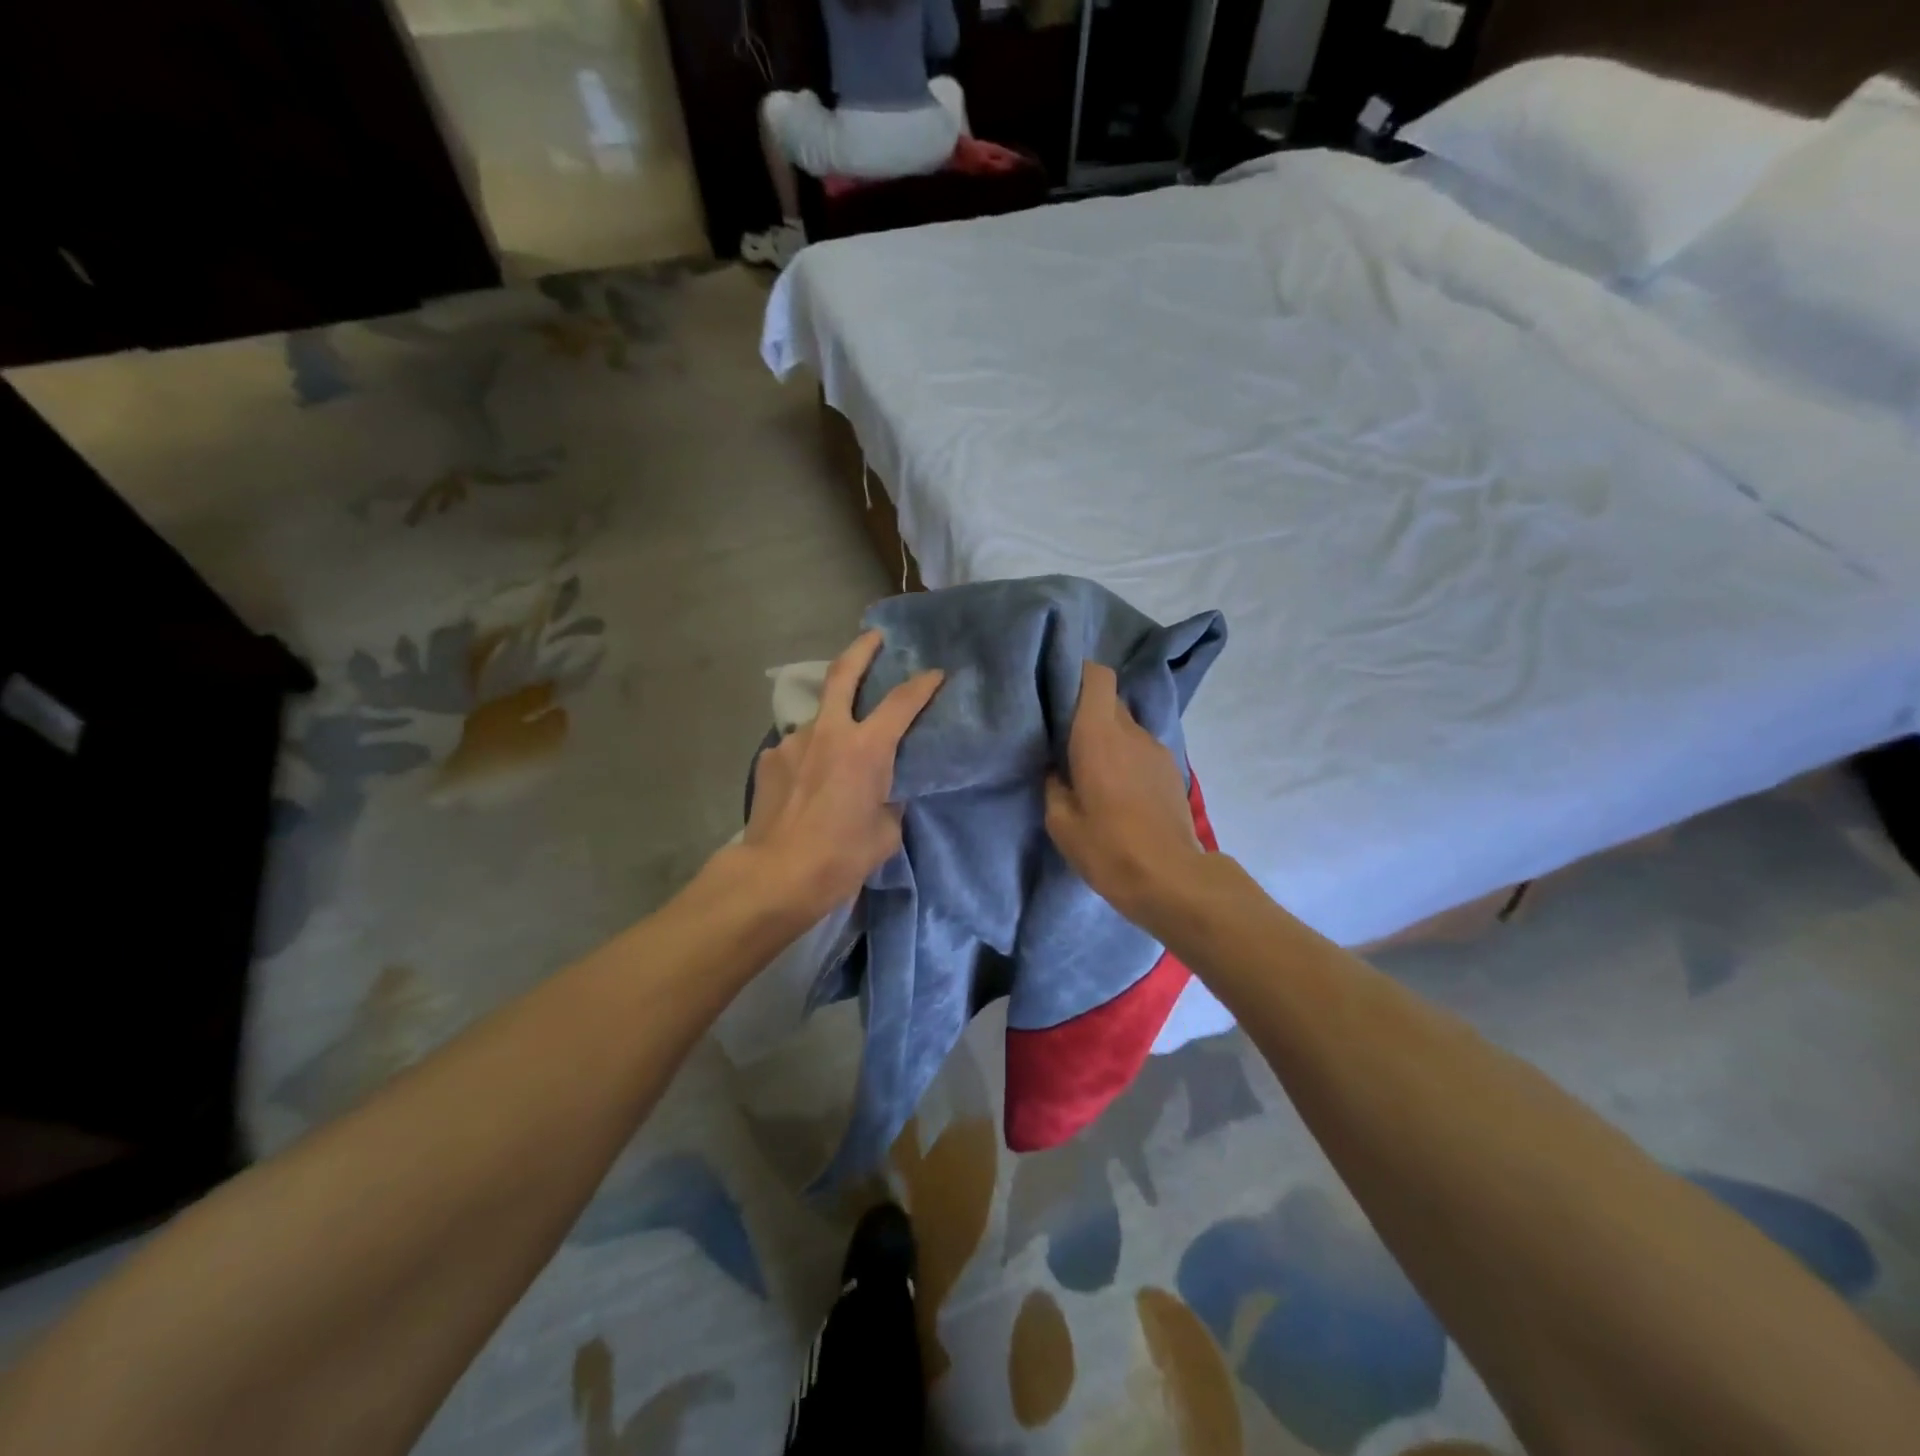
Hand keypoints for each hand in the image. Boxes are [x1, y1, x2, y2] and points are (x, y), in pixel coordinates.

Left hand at [740, 630, 942, 920]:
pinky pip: (797, 749)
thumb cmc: (841, 857)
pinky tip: (807, 783)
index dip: (923, 684)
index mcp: (867, 748)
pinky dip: (809, 757)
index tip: (935, 673)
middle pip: (843, 674)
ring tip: (835, 756)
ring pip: (818, 720)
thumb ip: (889, 800)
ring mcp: (793, 742)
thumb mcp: (886, 832)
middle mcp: (828, 732)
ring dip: (832, 726)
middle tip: (874, 638)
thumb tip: (883, 792)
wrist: (777, 875)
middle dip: (862, 649)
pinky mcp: (769, 759)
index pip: (902, 702)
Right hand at [1045, 661, 1207, 928]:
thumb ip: (1053, 784)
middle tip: (1063, 736)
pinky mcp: (1171, 770)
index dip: (1077, 673)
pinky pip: (1141, 749)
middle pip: (1109, 700)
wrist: (1172, 879)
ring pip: (1126, 727)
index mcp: (1098, 735)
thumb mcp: (1061, 822)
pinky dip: (1125, 757)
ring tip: (1090, 768)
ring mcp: (1157, 750)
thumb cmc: (1108, 848)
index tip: (1056, 689)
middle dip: (1086, 711)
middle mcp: (1131, 732)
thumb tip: (1055, 767)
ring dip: (1107, 738)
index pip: (1097, 676)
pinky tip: (1116, 789)